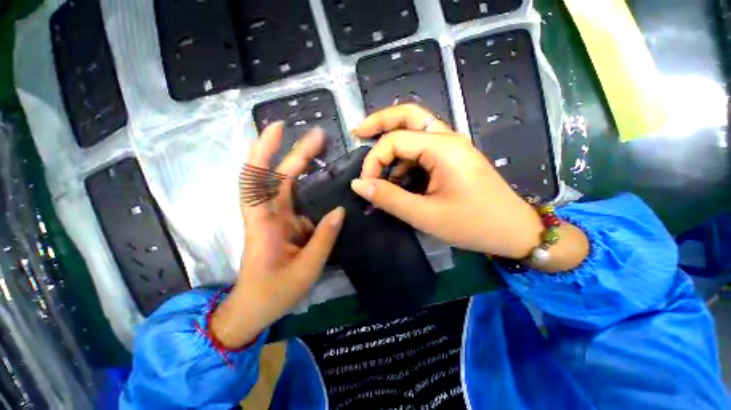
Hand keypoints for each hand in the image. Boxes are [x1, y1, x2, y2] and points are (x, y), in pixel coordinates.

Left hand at [211, 123, 344, 348]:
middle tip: (320, 137)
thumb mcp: (306, 268)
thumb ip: (323, 238)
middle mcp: (266, 214)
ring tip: (322, 150)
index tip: (279, 129)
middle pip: (276, 175)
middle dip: (295, 152)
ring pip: (284, 183)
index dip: (265, 151)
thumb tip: (339, 210)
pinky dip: (304, 184)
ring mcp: (275, 218)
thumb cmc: (274, 292)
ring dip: (299, 164)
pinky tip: (320, 178)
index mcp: (264, 223)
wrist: (254, 308)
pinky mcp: (283, 224)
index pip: (258, 179)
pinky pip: (294, 198)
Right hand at [350, 104, 586, 267]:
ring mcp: (451, 147)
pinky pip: (422, 149)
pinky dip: (404, 159)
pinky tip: (397, 177)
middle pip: (408, 115)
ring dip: (392, 144)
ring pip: (415, 130)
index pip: (395, 140)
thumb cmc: (472, 225)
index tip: (365, 185)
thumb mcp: (424, 215)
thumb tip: (358, 184)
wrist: (513, 231)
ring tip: (377, 168)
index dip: (373, 160)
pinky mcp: (451, 158)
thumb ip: (388, 198)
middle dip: (379, 122)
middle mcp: (447, 139)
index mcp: (443, 148)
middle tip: (357, 132)